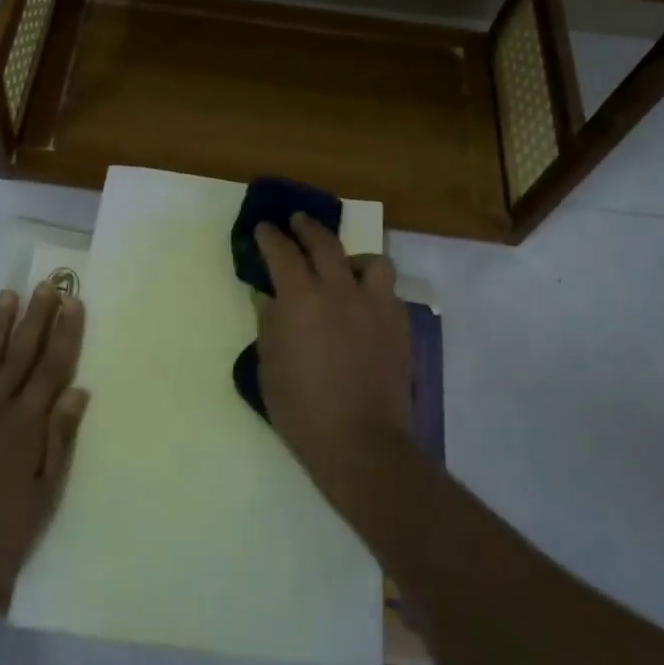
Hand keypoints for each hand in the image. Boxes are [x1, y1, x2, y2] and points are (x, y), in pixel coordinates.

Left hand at [0, 285, 89, 618]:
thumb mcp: (41, 501)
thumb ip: (59, 442)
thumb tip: (77, 390)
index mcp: (25, 428)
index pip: (52, 370)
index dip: (65, 334)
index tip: (73, 302)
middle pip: (19, 356)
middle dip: (36, 319)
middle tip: (46, 285)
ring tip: (7, 295)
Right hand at [253, 215, 414, 516]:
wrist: (361, 442)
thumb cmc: (302, 410)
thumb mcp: (269, 367)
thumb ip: (268, 324)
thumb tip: (267, 297)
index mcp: (301, 299)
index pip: (282, 252)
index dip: (270, 236)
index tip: (264, 228)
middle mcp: (339, 290)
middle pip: (324, 243)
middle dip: (307, 228)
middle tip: (297, 222)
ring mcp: (375, 305)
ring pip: (370, 260)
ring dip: (352, 257)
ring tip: (344, 266)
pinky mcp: (399, 324)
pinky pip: (388, 291)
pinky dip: (373, 288)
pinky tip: (365, 304)